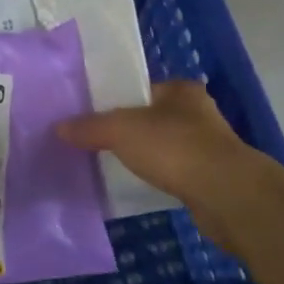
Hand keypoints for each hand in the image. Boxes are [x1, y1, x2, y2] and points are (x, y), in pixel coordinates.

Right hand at [56, 80, 283, 246]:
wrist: (226, 195)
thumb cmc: (175, 148)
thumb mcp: (122, 130)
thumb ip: (90, 127)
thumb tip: (58, 127)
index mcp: (180, 90)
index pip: (140, 88)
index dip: (114, 100)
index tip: (88, 116)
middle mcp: (197, 113)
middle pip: (150, 118)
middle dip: (126, 131)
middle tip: (92, 143)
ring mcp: (206, 147)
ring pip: (162, 147)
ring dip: (142, 156)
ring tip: (108, 166)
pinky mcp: (208, 178)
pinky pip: (172, 173)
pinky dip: (155, 178)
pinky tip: (136, 186)